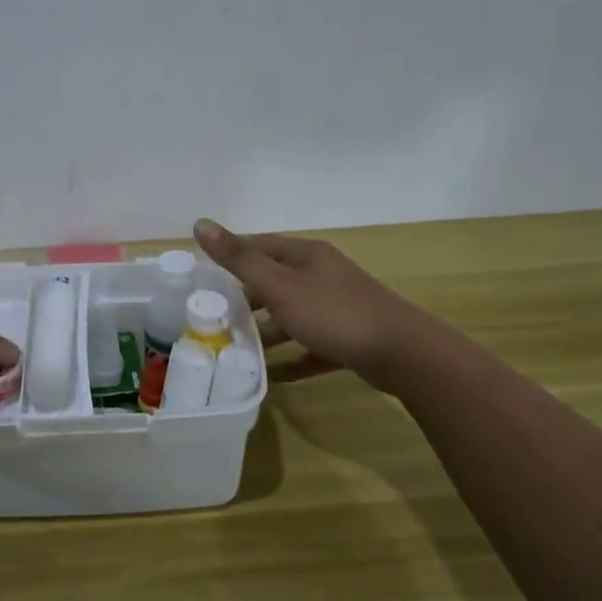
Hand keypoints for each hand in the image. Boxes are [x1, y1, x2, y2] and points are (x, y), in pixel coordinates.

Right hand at [194, 219, 421, 388]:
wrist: (401, 353)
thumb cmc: (333, 313)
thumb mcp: (279, 285)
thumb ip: (239, 259)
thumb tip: (200, 223)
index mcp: (306, 256)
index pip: (261, 246)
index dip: (233, 255)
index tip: (205, 273)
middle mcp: (323, 276)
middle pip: (276, 282)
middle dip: (246, 298)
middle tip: (215, 315)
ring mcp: (338, 308)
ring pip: (294, 315)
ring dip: (268, 331)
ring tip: (238, 349)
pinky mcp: (349, 339)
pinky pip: (312, 346)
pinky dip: (294, 358)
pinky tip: (275, 376)